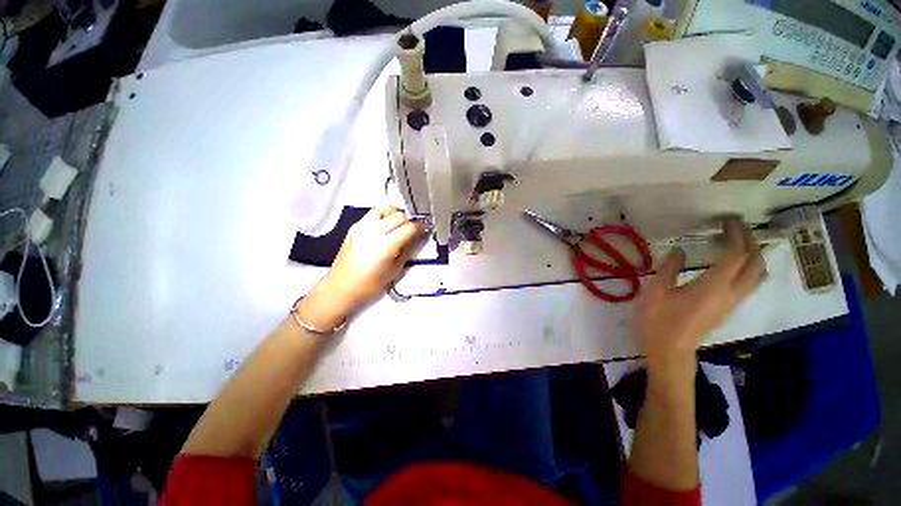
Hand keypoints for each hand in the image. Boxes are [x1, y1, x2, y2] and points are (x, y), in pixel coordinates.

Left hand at [298, 208, 423, 329]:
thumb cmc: (370, 284)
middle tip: (413, 229)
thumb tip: (414, 238)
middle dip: (409, 221)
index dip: (419, 227)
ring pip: (384, 210)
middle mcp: (373, 233)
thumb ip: (406, 251)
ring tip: (398, 225)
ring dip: (395, 215)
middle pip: (398, 217)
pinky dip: (383, 216)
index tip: (424, 229)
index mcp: (385, 247)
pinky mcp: (354, 227)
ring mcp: (362, 228)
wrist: (341, 286)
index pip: (408, 228)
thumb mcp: (395, 270)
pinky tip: (385, 225)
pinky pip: (372, 214)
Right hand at [638, 220, 765, 381]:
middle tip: (738, 227)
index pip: (735, 255)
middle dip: (751, 241)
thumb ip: (669, 268)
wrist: (670, 350)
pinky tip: (737, 265)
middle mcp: (730, 293)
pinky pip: (750, 284)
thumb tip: (679, 251)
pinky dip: (750, 268)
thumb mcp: (656, 291)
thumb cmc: (659, 320)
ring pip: (757, 275)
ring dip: (755, 255)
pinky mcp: (728, 309)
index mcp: (712, 286)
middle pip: (754, 264)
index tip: (728, 221)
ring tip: (742, 243)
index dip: (735, 235)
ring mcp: (732, 302)